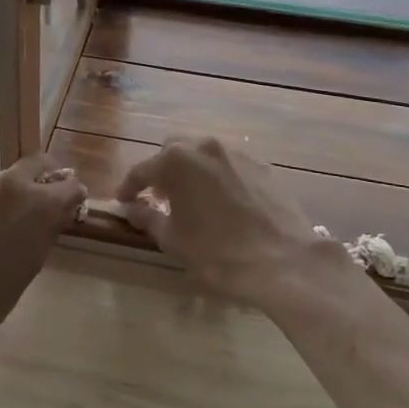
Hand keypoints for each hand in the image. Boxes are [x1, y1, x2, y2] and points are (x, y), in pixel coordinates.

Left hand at [0, 153, 84, 355]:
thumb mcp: (33, 263)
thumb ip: (47, 228)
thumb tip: (55, 212)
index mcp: (40, 204)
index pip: (70, 185)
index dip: (70, 196)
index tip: (63, 206)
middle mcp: (11, 183)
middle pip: (34, 164)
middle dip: (38, 179)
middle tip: (28, 203)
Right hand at [116, 137, 355, 312]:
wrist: (284, 261)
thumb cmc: (219, 253)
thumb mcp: (174, 240)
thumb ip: (147, 218)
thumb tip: (132, 208)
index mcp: (176, 161)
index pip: (142, 170)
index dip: (129, 187)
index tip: (123, 201)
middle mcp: (204, 146)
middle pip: (173, 151)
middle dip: (162, 171)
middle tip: (159, 197)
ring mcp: (236, 152)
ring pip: (203, 154)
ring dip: (191, 171)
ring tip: (192, 199)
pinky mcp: (262, 164)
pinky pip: (229, 164)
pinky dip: (218, 177)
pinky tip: (222, 202)